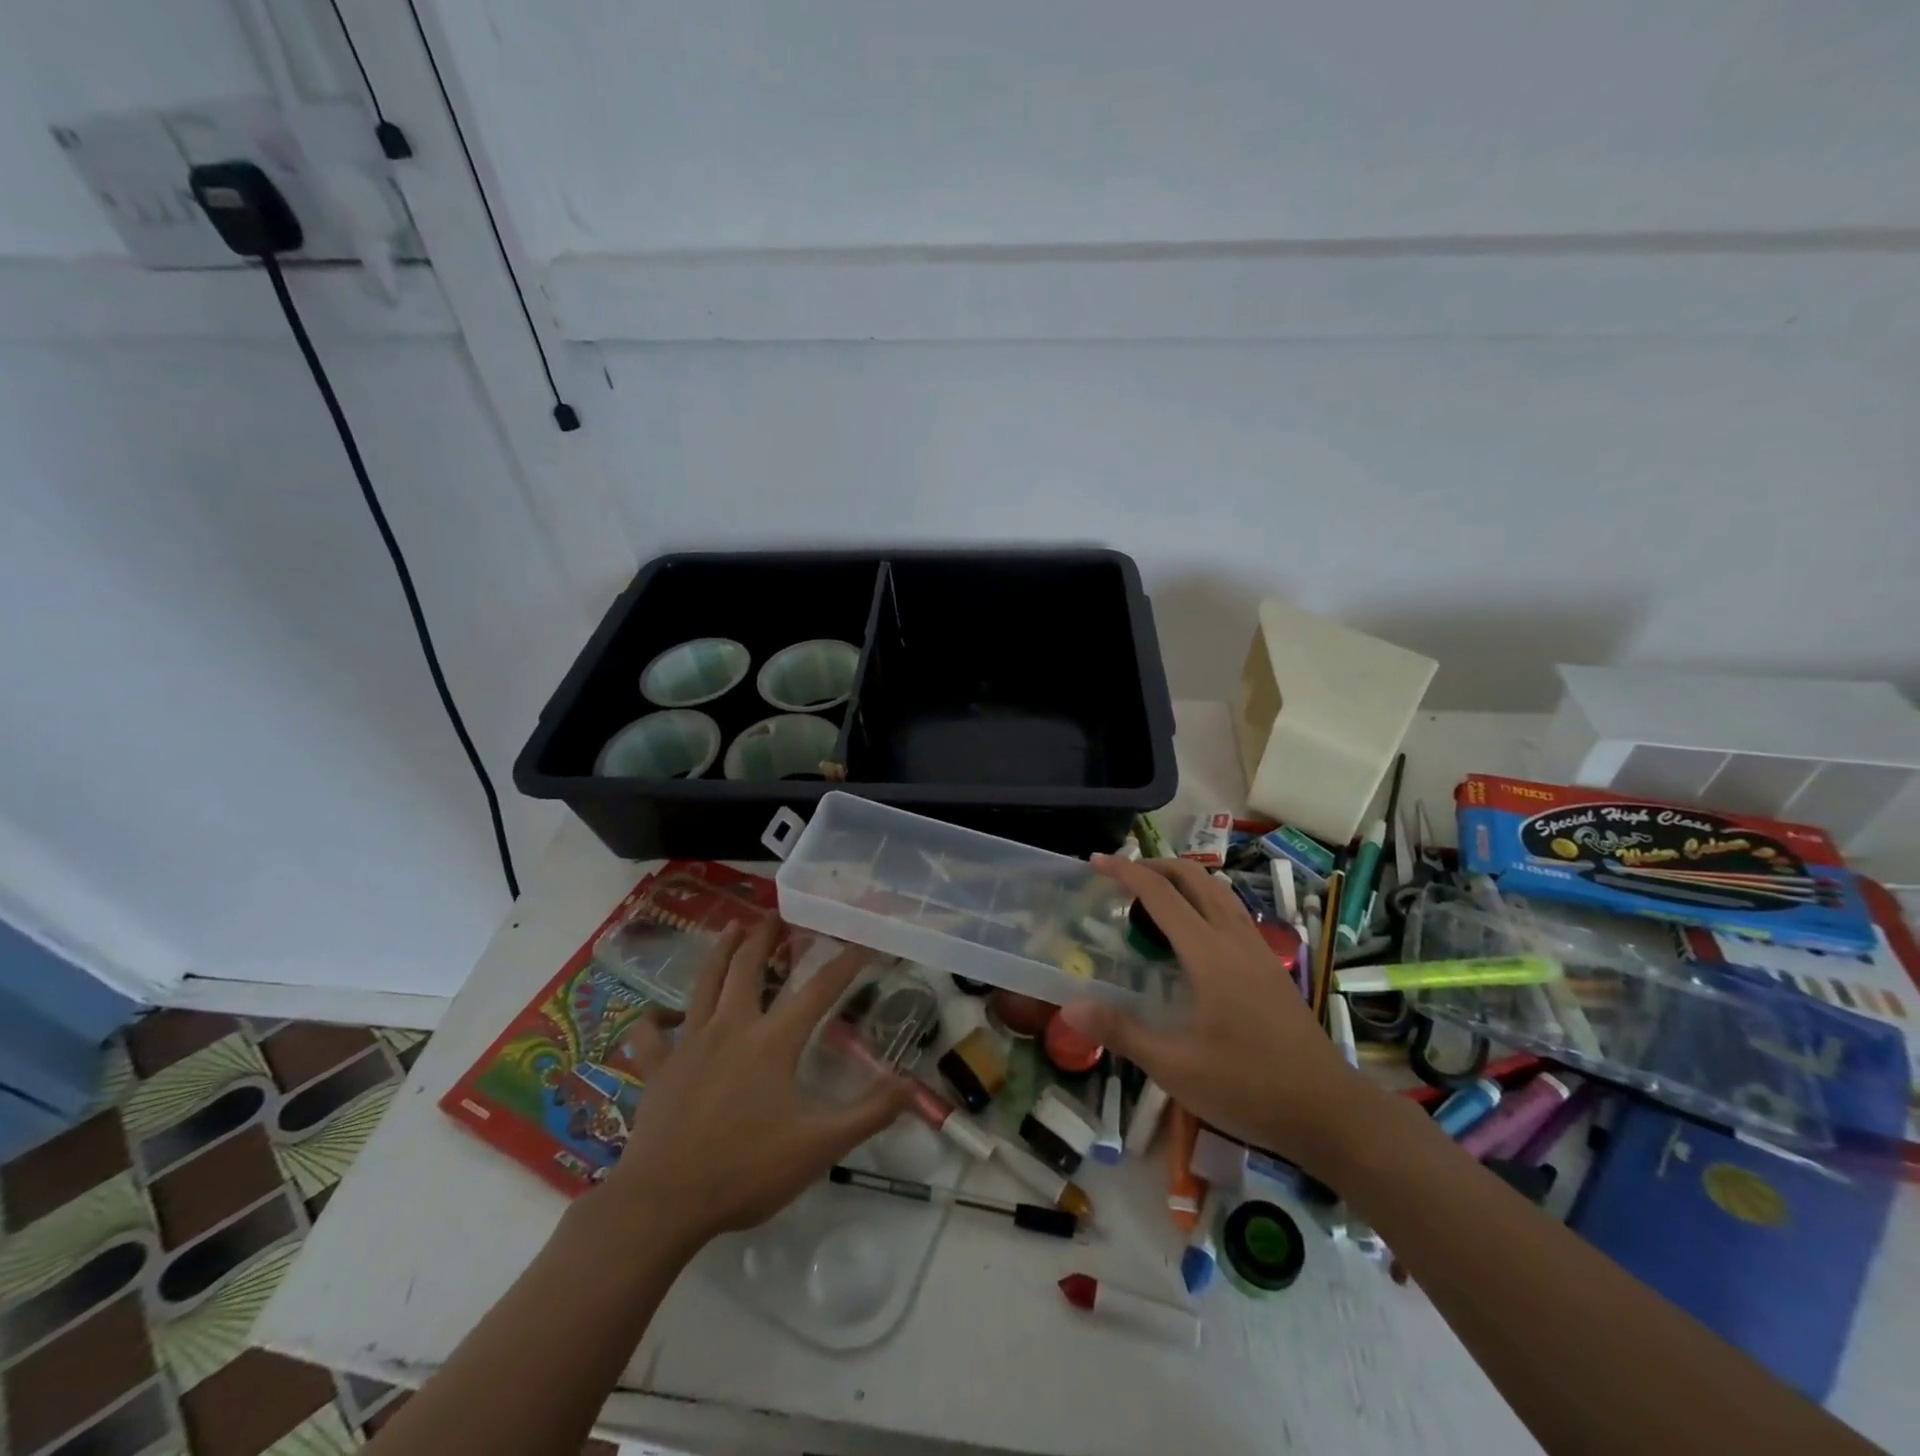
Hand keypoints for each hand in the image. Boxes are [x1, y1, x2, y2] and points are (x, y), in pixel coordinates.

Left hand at [594, 918, 916, 1251]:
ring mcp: (688, 1044)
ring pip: (704, 983)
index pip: (818, 989)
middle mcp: (731, 1027)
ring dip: (720, 951)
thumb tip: (912, 1086)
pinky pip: (650, 1033)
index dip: (845, 963)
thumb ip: (868, 1114)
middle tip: (777, 913)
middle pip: (748, 967)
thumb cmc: (745, 1171)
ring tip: (732, 926)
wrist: (662, 1204)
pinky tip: (658, 1014)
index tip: (864, 941)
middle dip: (766, 936)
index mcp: (772, 1041)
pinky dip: (654, 1018)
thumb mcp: (818, 1147)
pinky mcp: (657, 1068)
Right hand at [1062, 856, 1376, 1174]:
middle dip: (1156, 865)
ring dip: (1183, 880)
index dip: (1125, 872)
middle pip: (1195, 877)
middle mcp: (1235, 939)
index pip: (1161, 894)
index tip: (1096, 861)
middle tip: (1121, 874)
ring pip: (1219, 891)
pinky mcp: (1271, 966)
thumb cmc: (1248, 1086)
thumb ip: (1122, 1031)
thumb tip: (1070, 1007)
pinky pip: (1232, 912)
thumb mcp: (1175, 1066)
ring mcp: (1258, 951)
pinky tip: (1192, 934)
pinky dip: (1203, 901)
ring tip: (1152, 895)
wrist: (1329, 1110)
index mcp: (1209, 953)